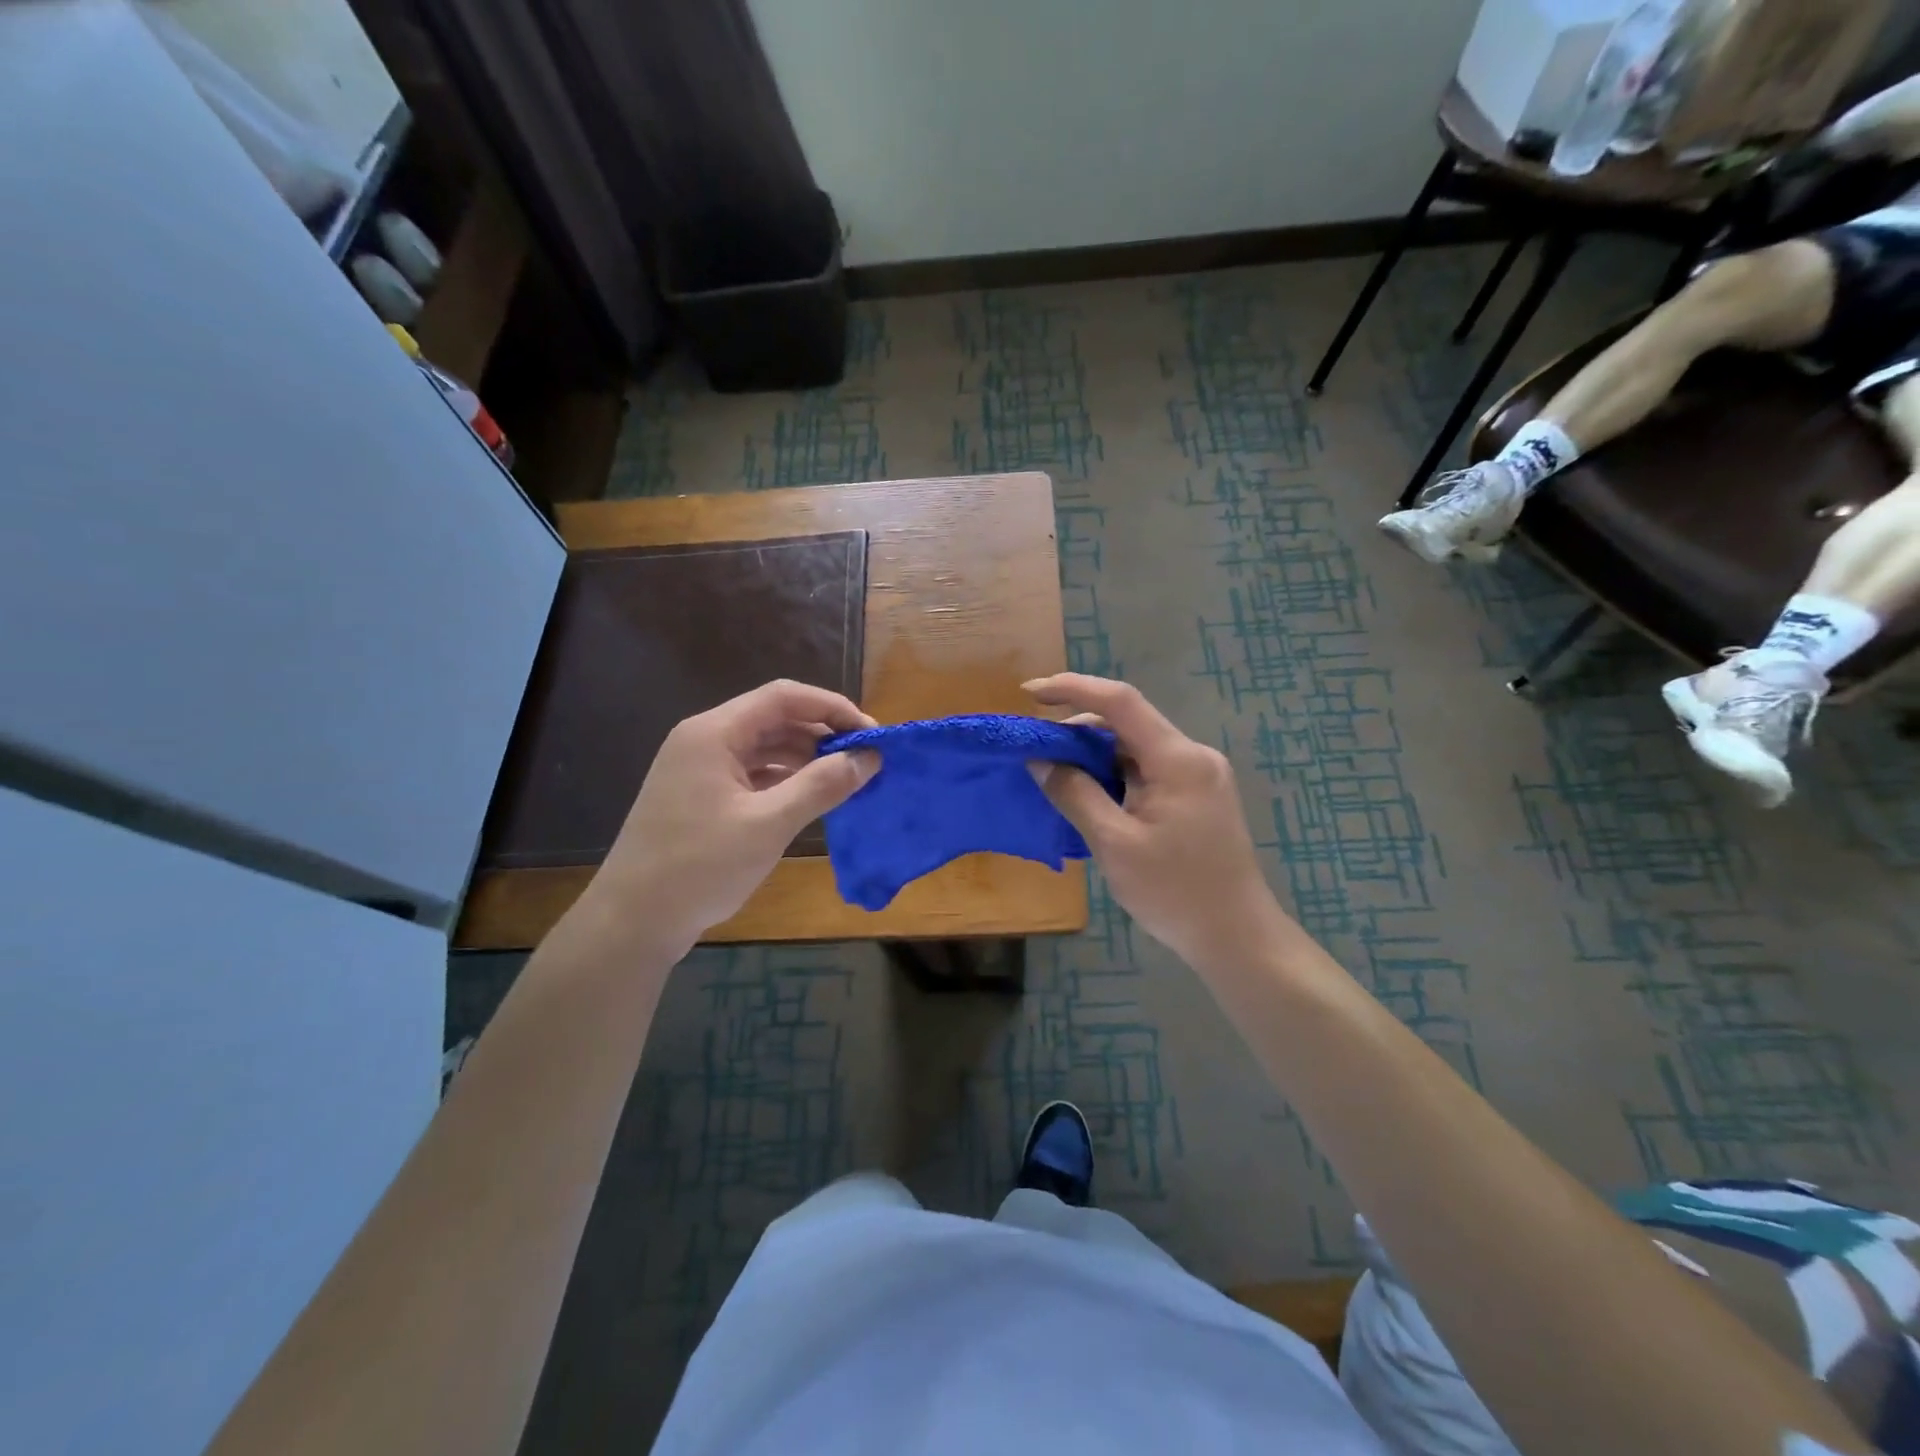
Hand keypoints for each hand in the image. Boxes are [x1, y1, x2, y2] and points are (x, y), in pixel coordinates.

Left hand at [579, 680, 877, 957]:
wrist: (632, 922)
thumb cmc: (700, 866)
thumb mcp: (769, 824)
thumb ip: (822, 785)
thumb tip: (870, 757)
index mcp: (715, 733)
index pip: (784, 697)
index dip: (832, 708)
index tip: (871, 734)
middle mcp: (705, 740)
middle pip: (775, 719)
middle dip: (823, 734)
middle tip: (865, 759)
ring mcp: (700, 769)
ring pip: (765, 747)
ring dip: (806, 758)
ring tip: (846, 779)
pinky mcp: (701, 796)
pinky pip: (753, 774)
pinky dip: (785, 780)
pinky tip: (812, 799)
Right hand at [1024, 674, 1286, 974]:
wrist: (1237, 937)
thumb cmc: (1175, 892)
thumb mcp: (1115, 844)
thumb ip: (1075, 795)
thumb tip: (1040, 760)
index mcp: (1177, 759)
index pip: (1120, 702)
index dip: (1072, 689)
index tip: (1029, 693)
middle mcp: (1193, 756)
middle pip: (1128, 722)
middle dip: (1078, 728)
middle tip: (1035, 748)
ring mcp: (1199, 775)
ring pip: (1136, 747)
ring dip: (1095, 754)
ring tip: (1055, 773)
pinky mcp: (1197, 796)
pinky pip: (1147, 769)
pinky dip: (1114, 774)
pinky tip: (1089, 793)